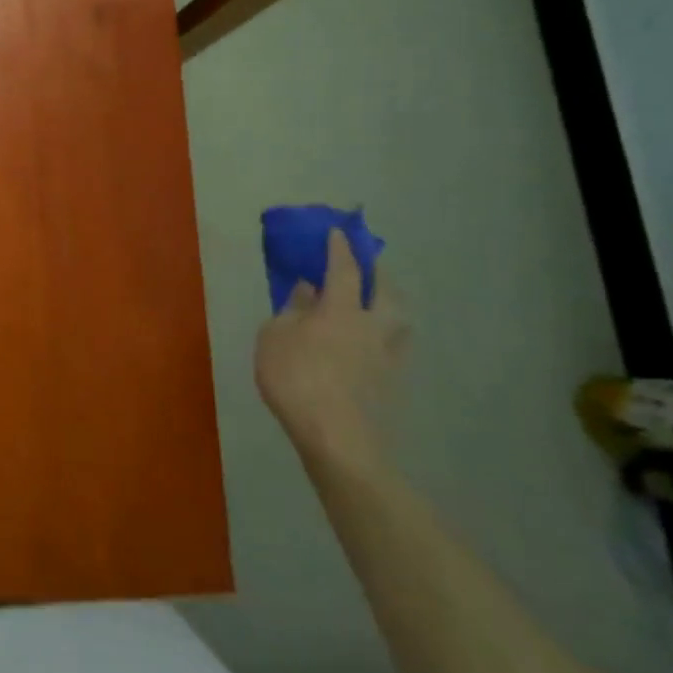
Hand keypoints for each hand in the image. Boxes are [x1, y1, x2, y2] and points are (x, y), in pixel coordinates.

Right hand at [254, 228, 407, 464]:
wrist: (340, 440)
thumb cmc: (297, 380)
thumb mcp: (274, 338)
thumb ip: (290, 311)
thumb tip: (307, 292)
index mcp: (342, 310)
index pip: (344, 269)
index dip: (340, 248)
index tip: (337, 232)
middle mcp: (373, 327)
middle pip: (387, 291)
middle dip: (378, 272)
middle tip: (367, 263)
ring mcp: (388, 357)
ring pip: (399, 320)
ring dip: (389, 304)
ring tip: (376, 303)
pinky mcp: (393, 384)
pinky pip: (393, 347)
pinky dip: (384, 336)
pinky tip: (370, 344)